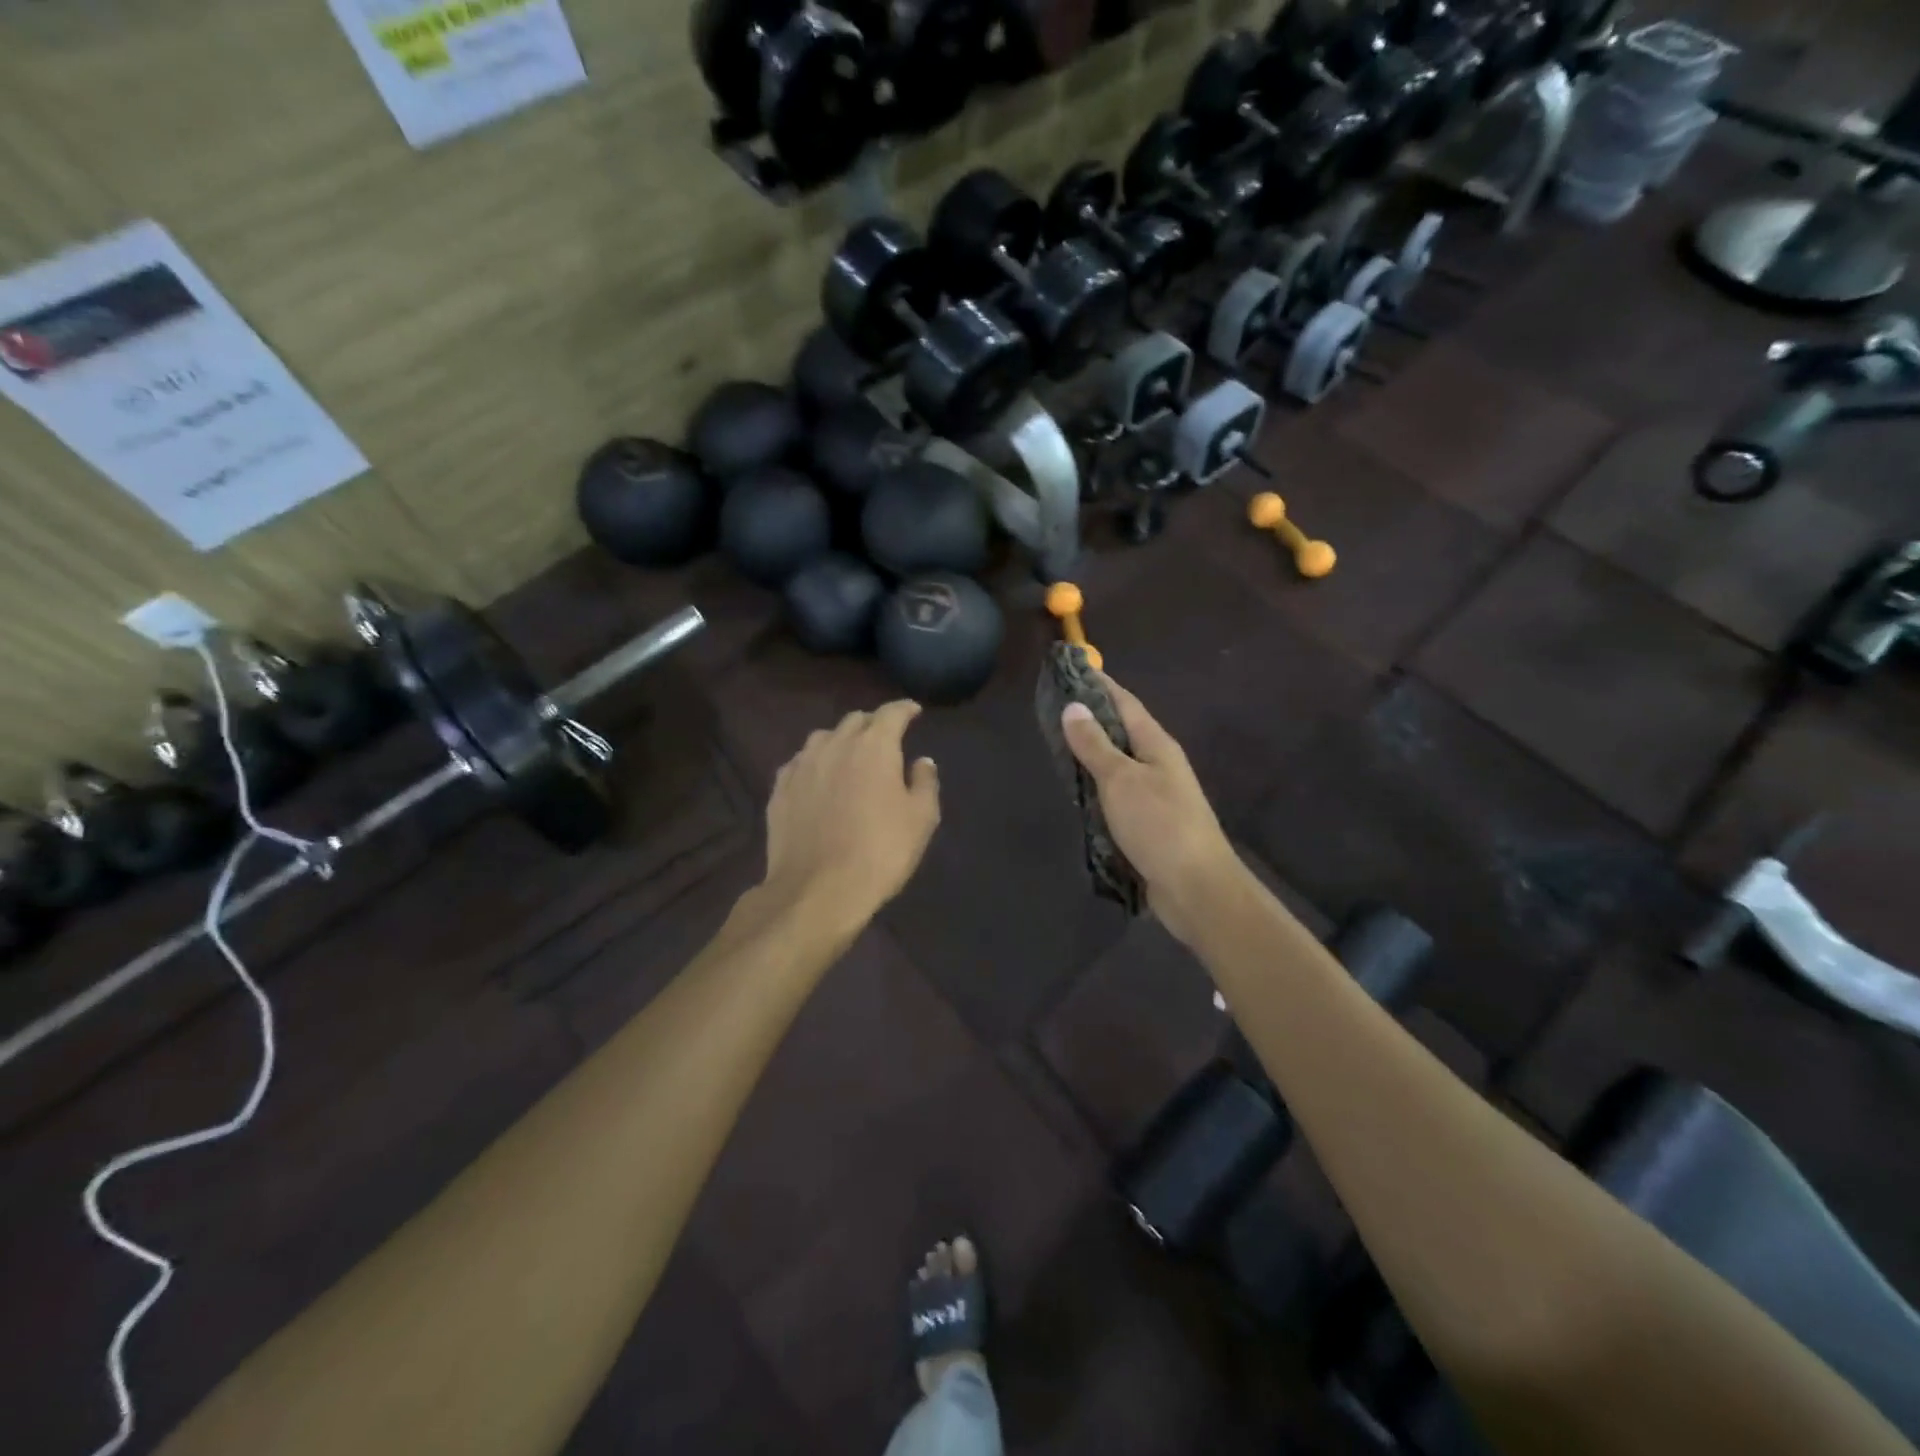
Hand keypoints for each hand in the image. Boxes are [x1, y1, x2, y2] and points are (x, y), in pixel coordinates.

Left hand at [761, 701, 941, 929]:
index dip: (905, 709)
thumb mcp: (921, 819)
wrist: (817, 889)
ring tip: (849, 756)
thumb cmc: (880, 851)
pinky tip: (818, 779)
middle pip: (855, 720)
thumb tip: (921, 761)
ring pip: (823, 737)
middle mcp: (834, 744)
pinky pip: (800, 762)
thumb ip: (924, 782)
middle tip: (885, 739)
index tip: (913, 712)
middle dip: (873, 724)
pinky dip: (815, 763)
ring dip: (840, 740)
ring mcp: (802, 765)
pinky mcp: (779, 789)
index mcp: (874, 746)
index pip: (891, 713)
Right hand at [1060, 676, 1241, 944]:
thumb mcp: (1121, 780)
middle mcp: (1158, 764)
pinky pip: (1116, 795)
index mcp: (1156, 745)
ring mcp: (1155, 795)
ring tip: (1057, 745)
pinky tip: (1076, 791)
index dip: (1100, 685)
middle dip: (1091, 718)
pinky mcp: (1148, 823)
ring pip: (1117, 765)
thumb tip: (1074, 707)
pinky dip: (1095, 788)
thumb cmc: (1159, 825)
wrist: (1196, 887)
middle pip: (1121, 732)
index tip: (1073, 669)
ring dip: (1091, 755)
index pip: (1124, 703)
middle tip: (1053, 709)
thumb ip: (1095, 745)